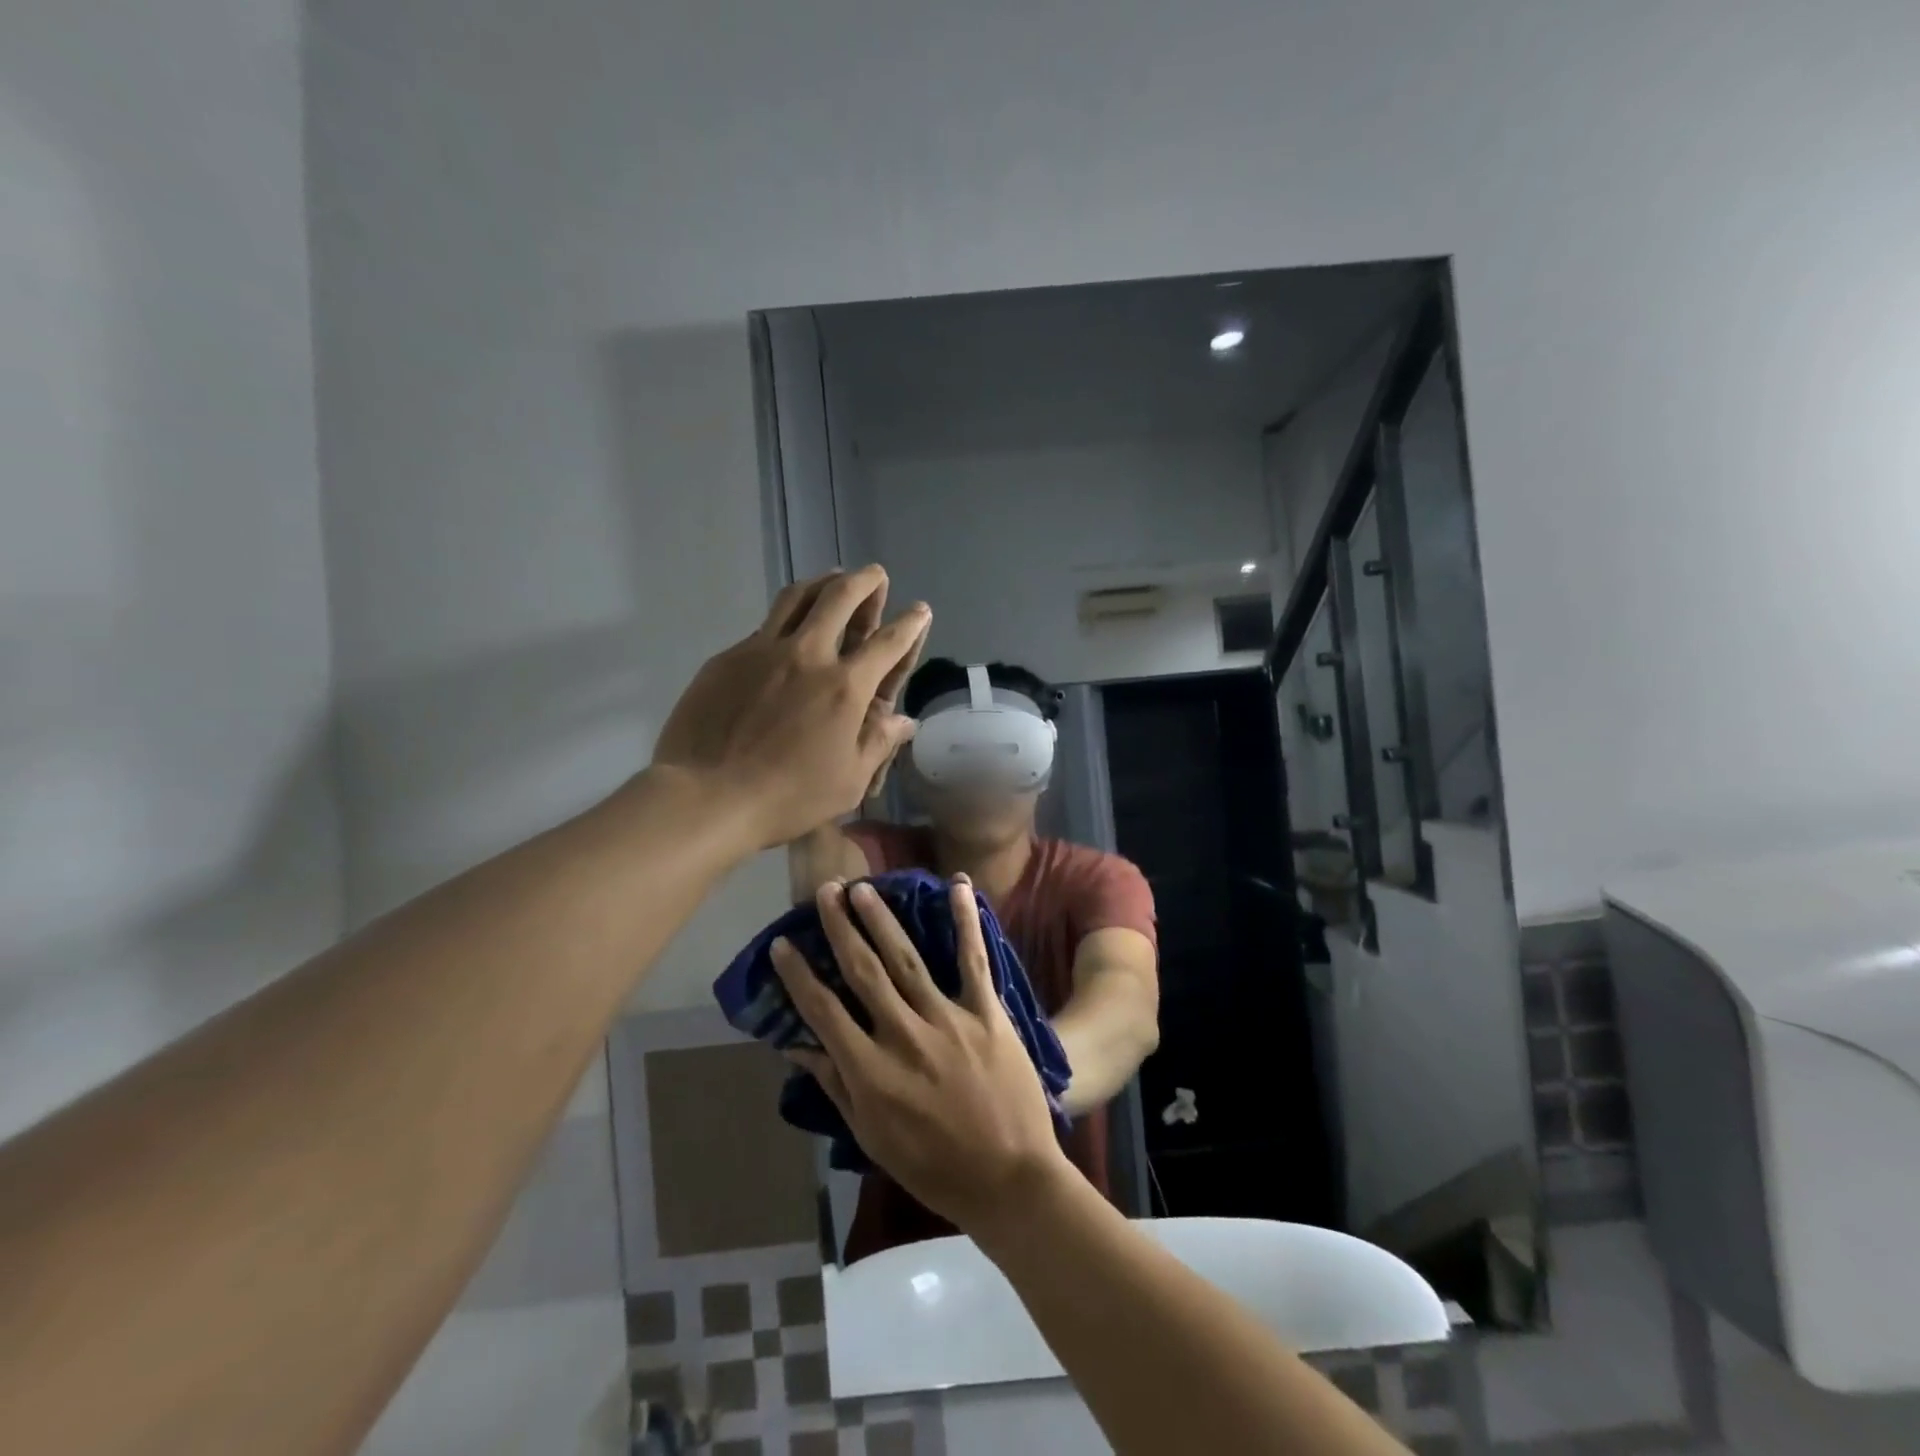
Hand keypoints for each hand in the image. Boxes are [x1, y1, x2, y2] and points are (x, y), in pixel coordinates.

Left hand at [650, 566, 928, 849]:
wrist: (706, 796)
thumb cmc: (787, 797)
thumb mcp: (848, 782)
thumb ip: (878, 744)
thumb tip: (904, 721)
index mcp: (845, 687)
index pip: (888, 643)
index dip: (910, 623)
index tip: (920, 609)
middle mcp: (808, 655)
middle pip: (841, 598)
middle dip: (866, 581)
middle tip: (875, 574)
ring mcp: (763, 650)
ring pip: (797, 597)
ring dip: (822, 582)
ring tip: (833, 579)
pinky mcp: (728, 657)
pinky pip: (764, 626)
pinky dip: (785, 619)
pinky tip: (785, 632)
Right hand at [773, 877, 1072, 1233]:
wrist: (1010, 1180)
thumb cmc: (934, 1167)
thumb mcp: (872, 1137)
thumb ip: (835, 1086)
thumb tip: (796, 1047)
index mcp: (870, 1071)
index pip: (823, 1011)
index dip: (799, 975)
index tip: (783, 943)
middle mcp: (903, 1035)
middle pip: (863, 971)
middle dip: (840, 927)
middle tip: (826, 891)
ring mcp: (947, 1019)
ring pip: (906, 958)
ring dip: (882, 919)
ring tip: (863, 888)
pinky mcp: (987, 1012)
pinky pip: (972, 959)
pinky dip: (965, 920)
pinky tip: (956, 885)